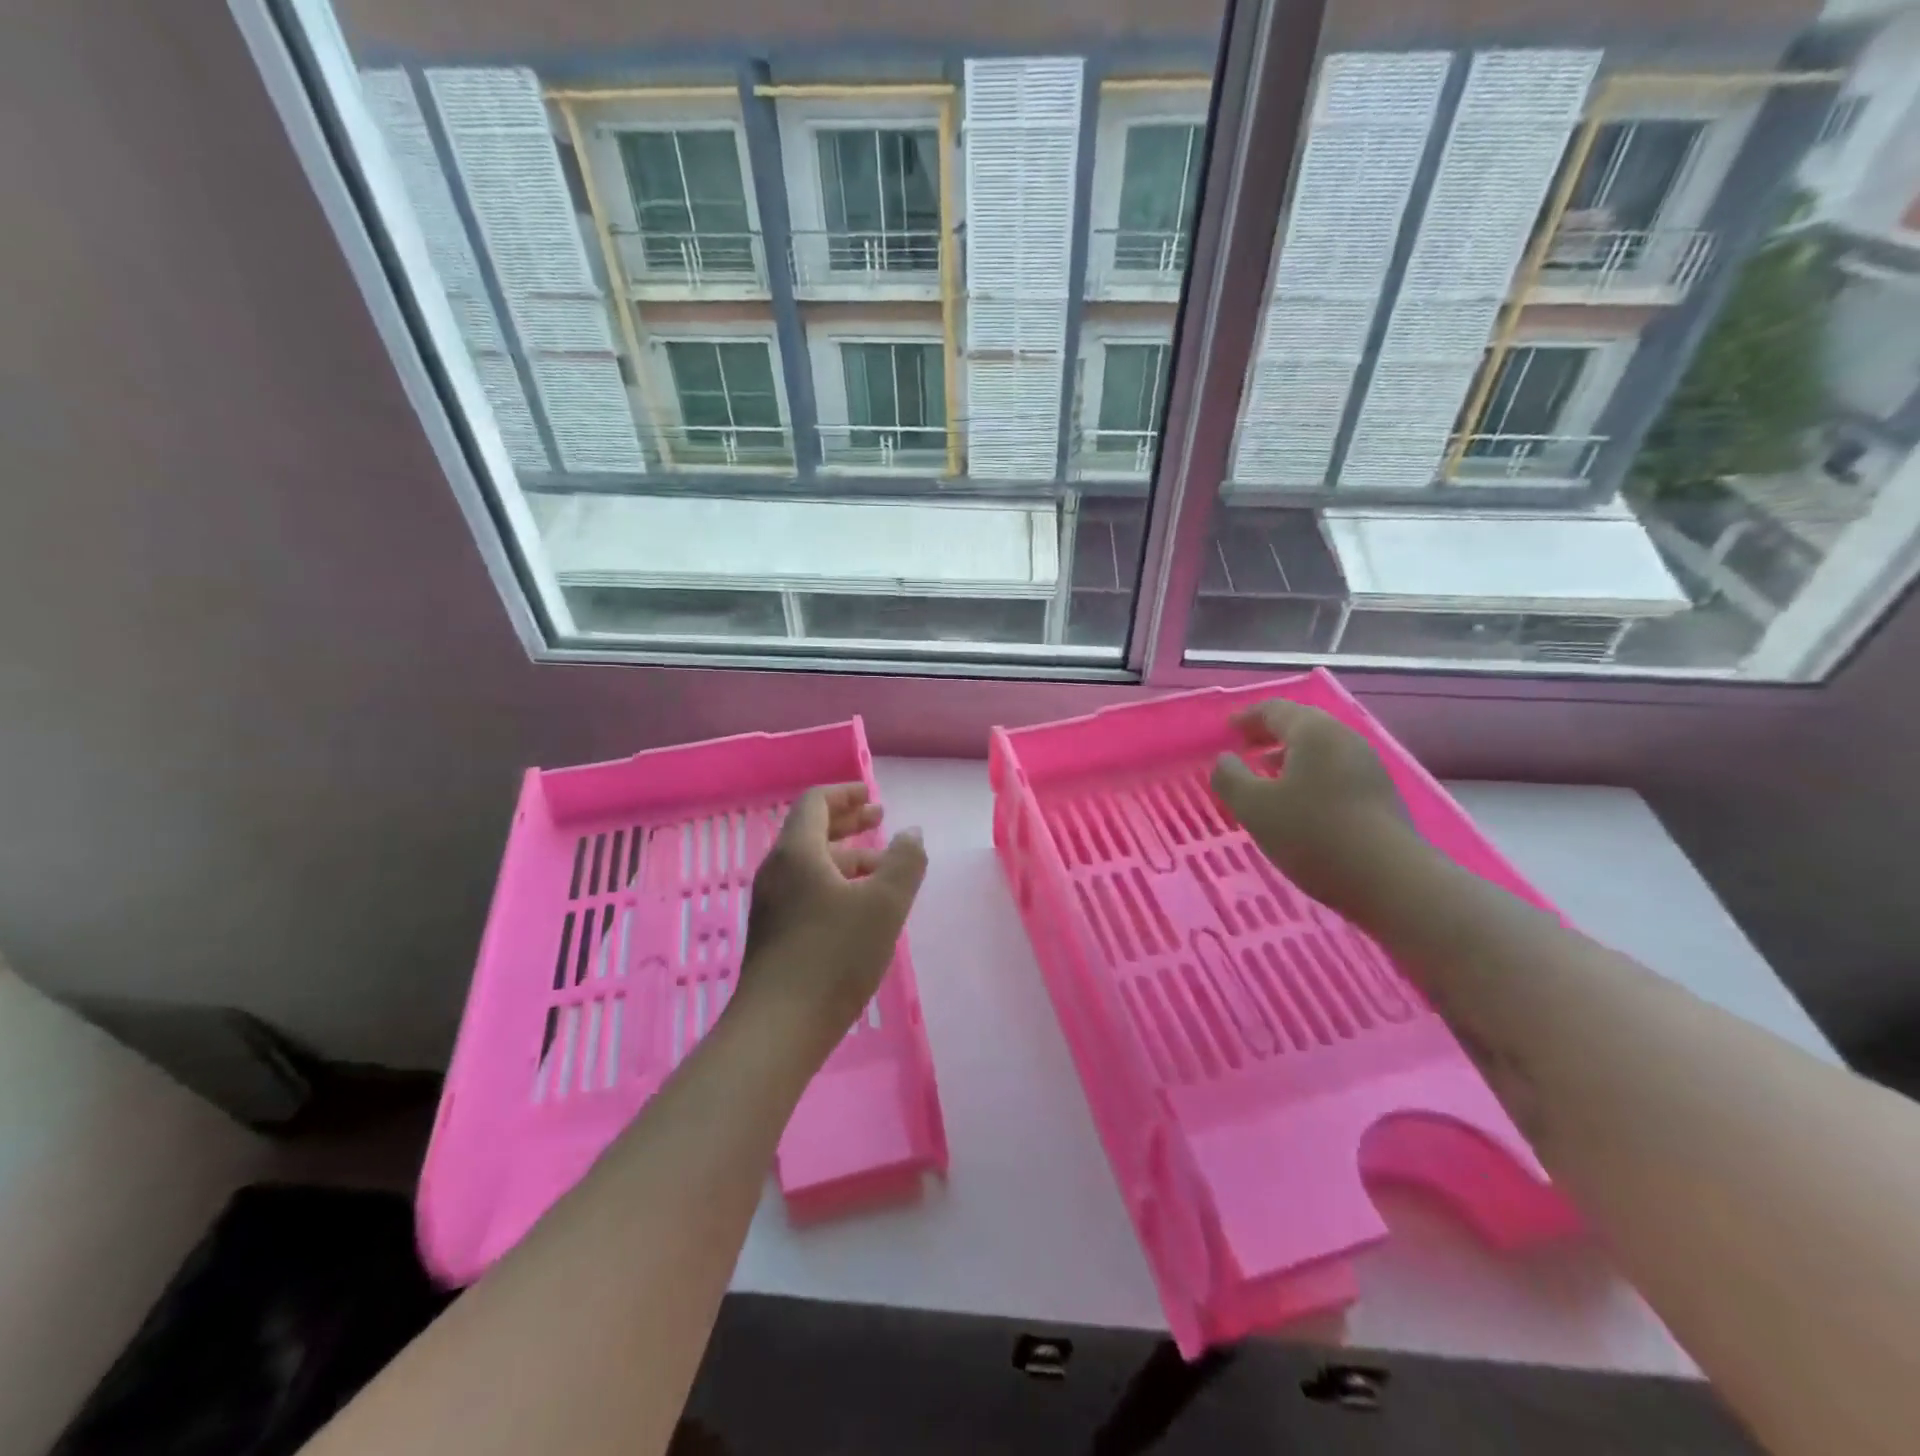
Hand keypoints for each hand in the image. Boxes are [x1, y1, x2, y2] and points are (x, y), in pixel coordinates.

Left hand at [737, 784, 926, 1039]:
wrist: (779, 1028)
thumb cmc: (834, 956)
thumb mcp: (884, 904)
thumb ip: (904, 861)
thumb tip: (910, 832)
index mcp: (797, 852)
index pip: (816, 803)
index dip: (846, 794)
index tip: (873, 797)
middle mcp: (778, 871)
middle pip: (812, 831)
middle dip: (848, 822)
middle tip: (880, 820)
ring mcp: (771, 904)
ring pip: (811, 865)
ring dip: (847, 857)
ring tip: (883, 870)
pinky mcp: (774, 934)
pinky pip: (806, 890)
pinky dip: (835, 883)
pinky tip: (860, 908)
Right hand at [1209, 701, 1411, 918]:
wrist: (1390, 880)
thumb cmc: (1312, 834)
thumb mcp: (1254, 807)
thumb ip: (1230, 777)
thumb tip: (1224, 759)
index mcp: (1313, 732)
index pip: (1274, 710)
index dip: (1246, 717)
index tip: (1226, 730)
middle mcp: (1344, 739)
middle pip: (1302, 724)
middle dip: (1269, 734)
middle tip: (1243, 748)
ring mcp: (1367, 766)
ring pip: (1321, 749)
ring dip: (1290, 756)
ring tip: (1266, 776)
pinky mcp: (1380, 794)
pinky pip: (1335, 770)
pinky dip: (1310, 775)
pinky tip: (1299, 802)